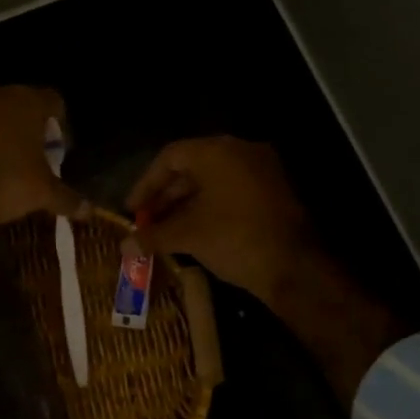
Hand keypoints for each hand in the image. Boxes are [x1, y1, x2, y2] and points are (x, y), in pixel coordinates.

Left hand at [0, 86, 87, 234]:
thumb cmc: (5, 181)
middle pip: (23, 105)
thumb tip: (89, 211)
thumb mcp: (42, 193)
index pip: (55, 102)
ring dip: (3, 133)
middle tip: (36, 158)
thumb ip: (67, 198)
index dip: (62, 126)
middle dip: (32, 129)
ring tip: (9, 164)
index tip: (60, 151)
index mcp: (28, 101)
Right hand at [126, 137, 314, 303]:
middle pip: (192, 168)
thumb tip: (124, 246)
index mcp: (218, 151)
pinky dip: (210, 208)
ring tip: (166, 232)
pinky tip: (195, 233)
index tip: (133, 209)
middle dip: (165, 197)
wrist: (296, 267)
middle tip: (146, 222)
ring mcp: (262, 171)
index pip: (170, 157)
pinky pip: (232, 192)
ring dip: (186, 205)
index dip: (146, 184)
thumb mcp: (188, 236)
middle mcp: (241, 152)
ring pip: (213, 182)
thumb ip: (153, 235)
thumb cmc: (235, 239)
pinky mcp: (275, 192)